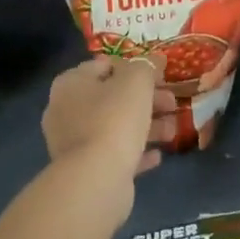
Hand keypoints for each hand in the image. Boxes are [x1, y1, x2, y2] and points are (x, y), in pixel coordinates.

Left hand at [42, 56, 160, 182]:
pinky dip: (136, 152)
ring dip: (147, 126)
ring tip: (173, 132)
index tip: (159, 76)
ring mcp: (73, 143)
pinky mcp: (85, 170)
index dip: (134, 67)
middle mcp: (65, 110)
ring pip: (115, 127)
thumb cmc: (114, 118)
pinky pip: (114, 154)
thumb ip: (146, 66)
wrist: (97, 178)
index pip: (103, 65)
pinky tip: (158, 155)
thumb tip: (154, 60)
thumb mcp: (136, 81)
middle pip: (112, 98)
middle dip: (146, 100)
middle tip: (172, 103)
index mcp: (71, 83)